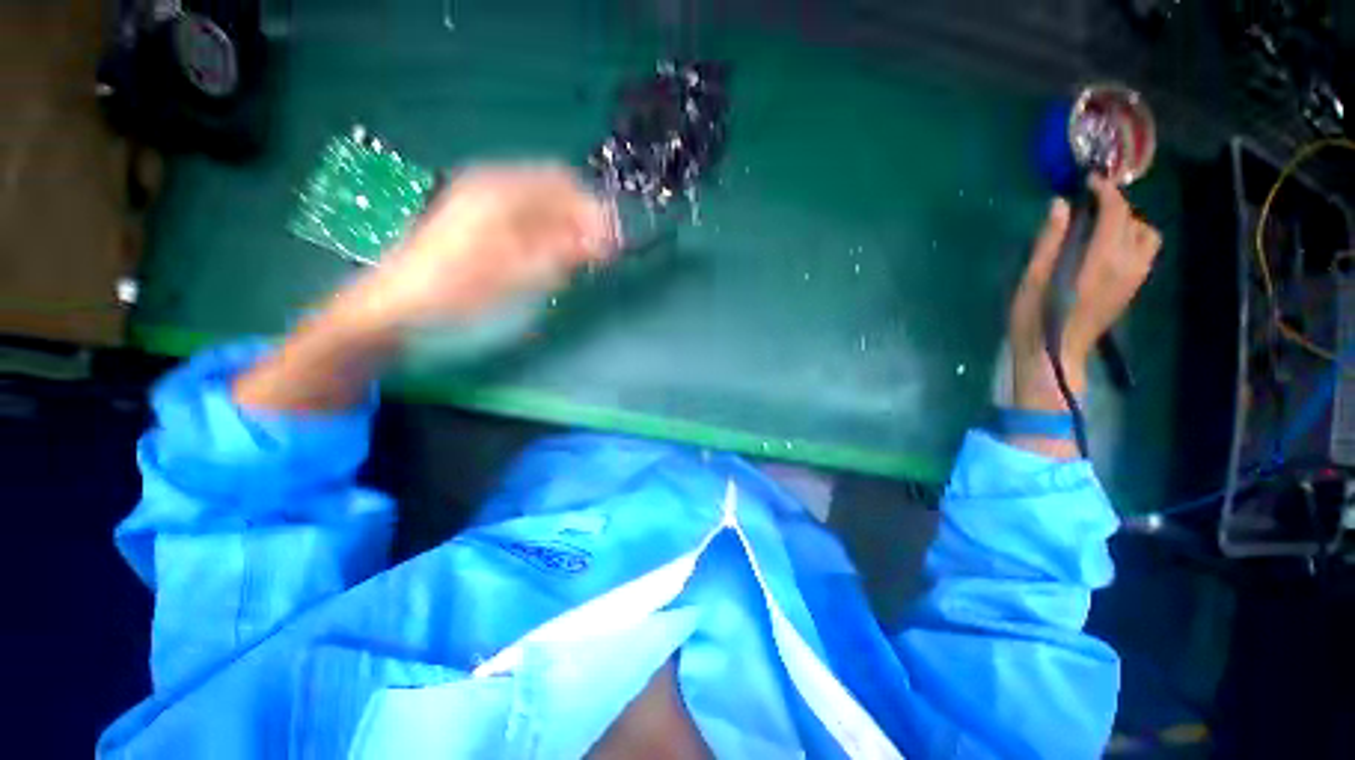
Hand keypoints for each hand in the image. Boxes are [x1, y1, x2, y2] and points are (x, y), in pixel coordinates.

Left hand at [234, 163, 616, 412]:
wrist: (399, 307)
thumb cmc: (459, 292)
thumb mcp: (518, 275)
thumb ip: (563, 253)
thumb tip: (604, 241)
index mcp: (502, 192)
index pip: (565, 186)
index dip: (594, 212)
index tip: (613, 244)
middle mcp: (493, 187)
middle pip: (555, 192)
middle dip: (582, 222)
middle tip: (599, 256)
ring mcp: (482, 202)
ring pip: (541, 207)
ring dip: (566, 231)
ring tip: (578, 263)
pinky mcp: (478, 221)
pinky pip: (526, 220)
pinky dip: (546, 237)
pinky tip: (549, 261)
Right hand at [1008, 176, 1161, 412]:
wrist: (1055, 356)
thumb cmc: (1034, 320)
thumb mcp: (1031, 280)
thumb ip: (1049, 242)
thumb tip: (1060, 205)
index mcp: (1099, 262)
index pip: (1115, 214)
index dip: (1105, 192)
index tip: (1089, 181)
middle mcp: (1126, 266)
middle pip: (1133, 221)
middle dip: (1115, 205)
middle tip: (1089, 203)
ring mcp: (1133, 278)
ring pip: (1147, 236)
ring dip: (1129, 222)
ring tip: (1102, 225)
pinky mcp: (1133, 288)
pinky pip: (1145, 252)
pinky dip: (1133, 238)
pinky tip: (1109, 246)